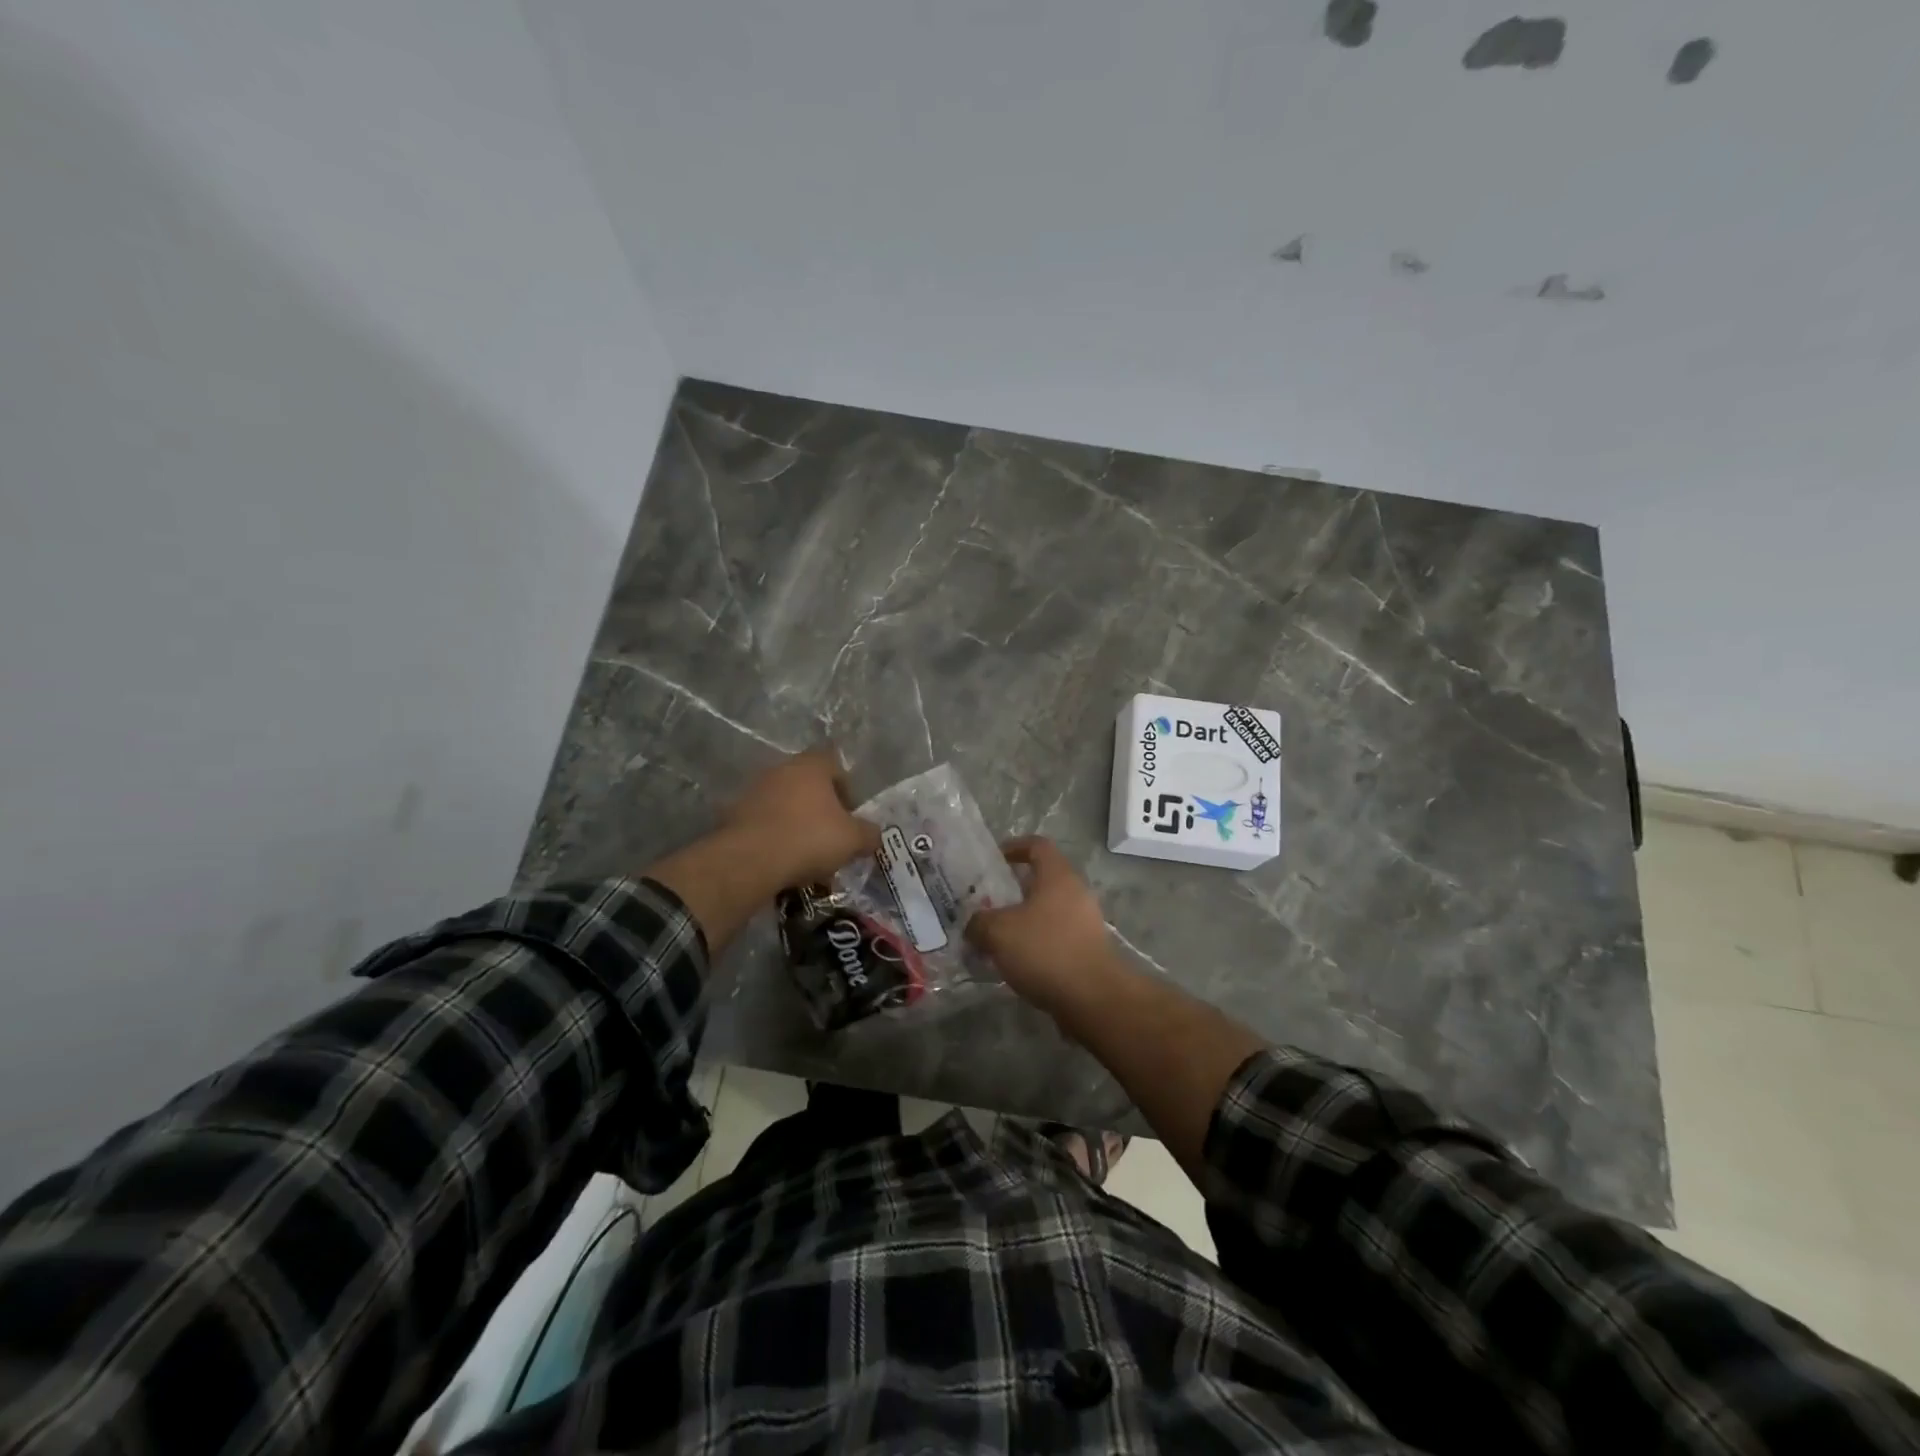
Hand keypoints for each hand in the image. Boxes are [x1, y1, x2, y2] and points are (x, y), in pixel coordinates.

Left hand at [720, 746, 880, 888]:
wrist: (750, 860)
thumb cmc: (810, 838)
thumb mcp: (853, 840)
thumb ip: (869, 834)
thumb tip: (873, 836)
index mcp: (811, 766)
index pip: (834, 764)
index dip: (846, 788)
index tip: (850, 815)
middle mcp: (781, 770)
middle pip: (808, 786)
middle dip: (821, 811)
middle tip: (831, 838)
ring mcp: (754, 791)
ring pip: (786, 806)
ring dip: (798, 826)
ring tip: (808, 858)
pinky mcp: (734, 815)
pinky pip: (765, 824)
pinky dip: (776, 839)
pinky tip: (784, 863)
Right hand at [966, 837, 1120, 1015]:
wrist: (1094, 998)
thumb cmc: (1045, 950)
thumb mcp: (998, 932)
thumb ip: (979, 923)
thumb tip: (974, 925)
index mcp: (1057, 876)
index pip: (1037, 845)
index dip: (1014, 846)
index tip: (993, 859)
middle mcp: (1076, 892)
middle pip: (1042, 879)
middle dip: (1013, 889)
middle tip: (987, 903)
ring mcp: (1086, 922)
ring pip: (1048, 911)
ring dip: (1023, 920)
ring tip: (997, 937)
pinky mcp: (1088, 950)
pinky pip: (1056, 936)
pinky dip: (1036, 943)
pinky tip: (1016, 962)